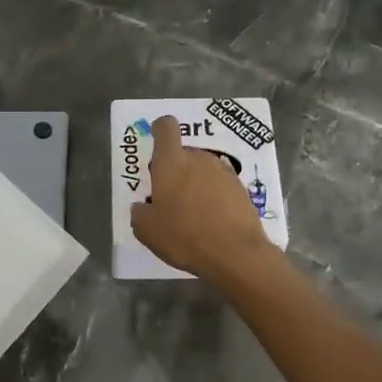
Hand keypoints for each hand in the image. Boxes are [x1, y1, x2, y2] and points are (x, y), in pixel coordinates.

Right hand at [132, 115, 273, 279]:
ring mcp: (224, 172)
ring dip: (196, 184)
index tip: (157, 144)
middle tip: (170, 198)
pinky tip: (211, 222)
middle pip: (184, 153)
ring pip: (203, 170)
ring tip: (192, 213)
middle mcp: (199, 159)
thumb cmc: (184, 235)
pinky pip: (221, 186)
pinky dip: (214, 198)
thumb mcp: (147, 230)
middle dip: (176, 170)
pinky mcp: (241, 189)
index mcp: (172, 162)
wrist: (235, 253)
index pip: (166, 128)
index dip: (159, 130)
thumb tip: (142, 207)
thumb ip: (139, 212)